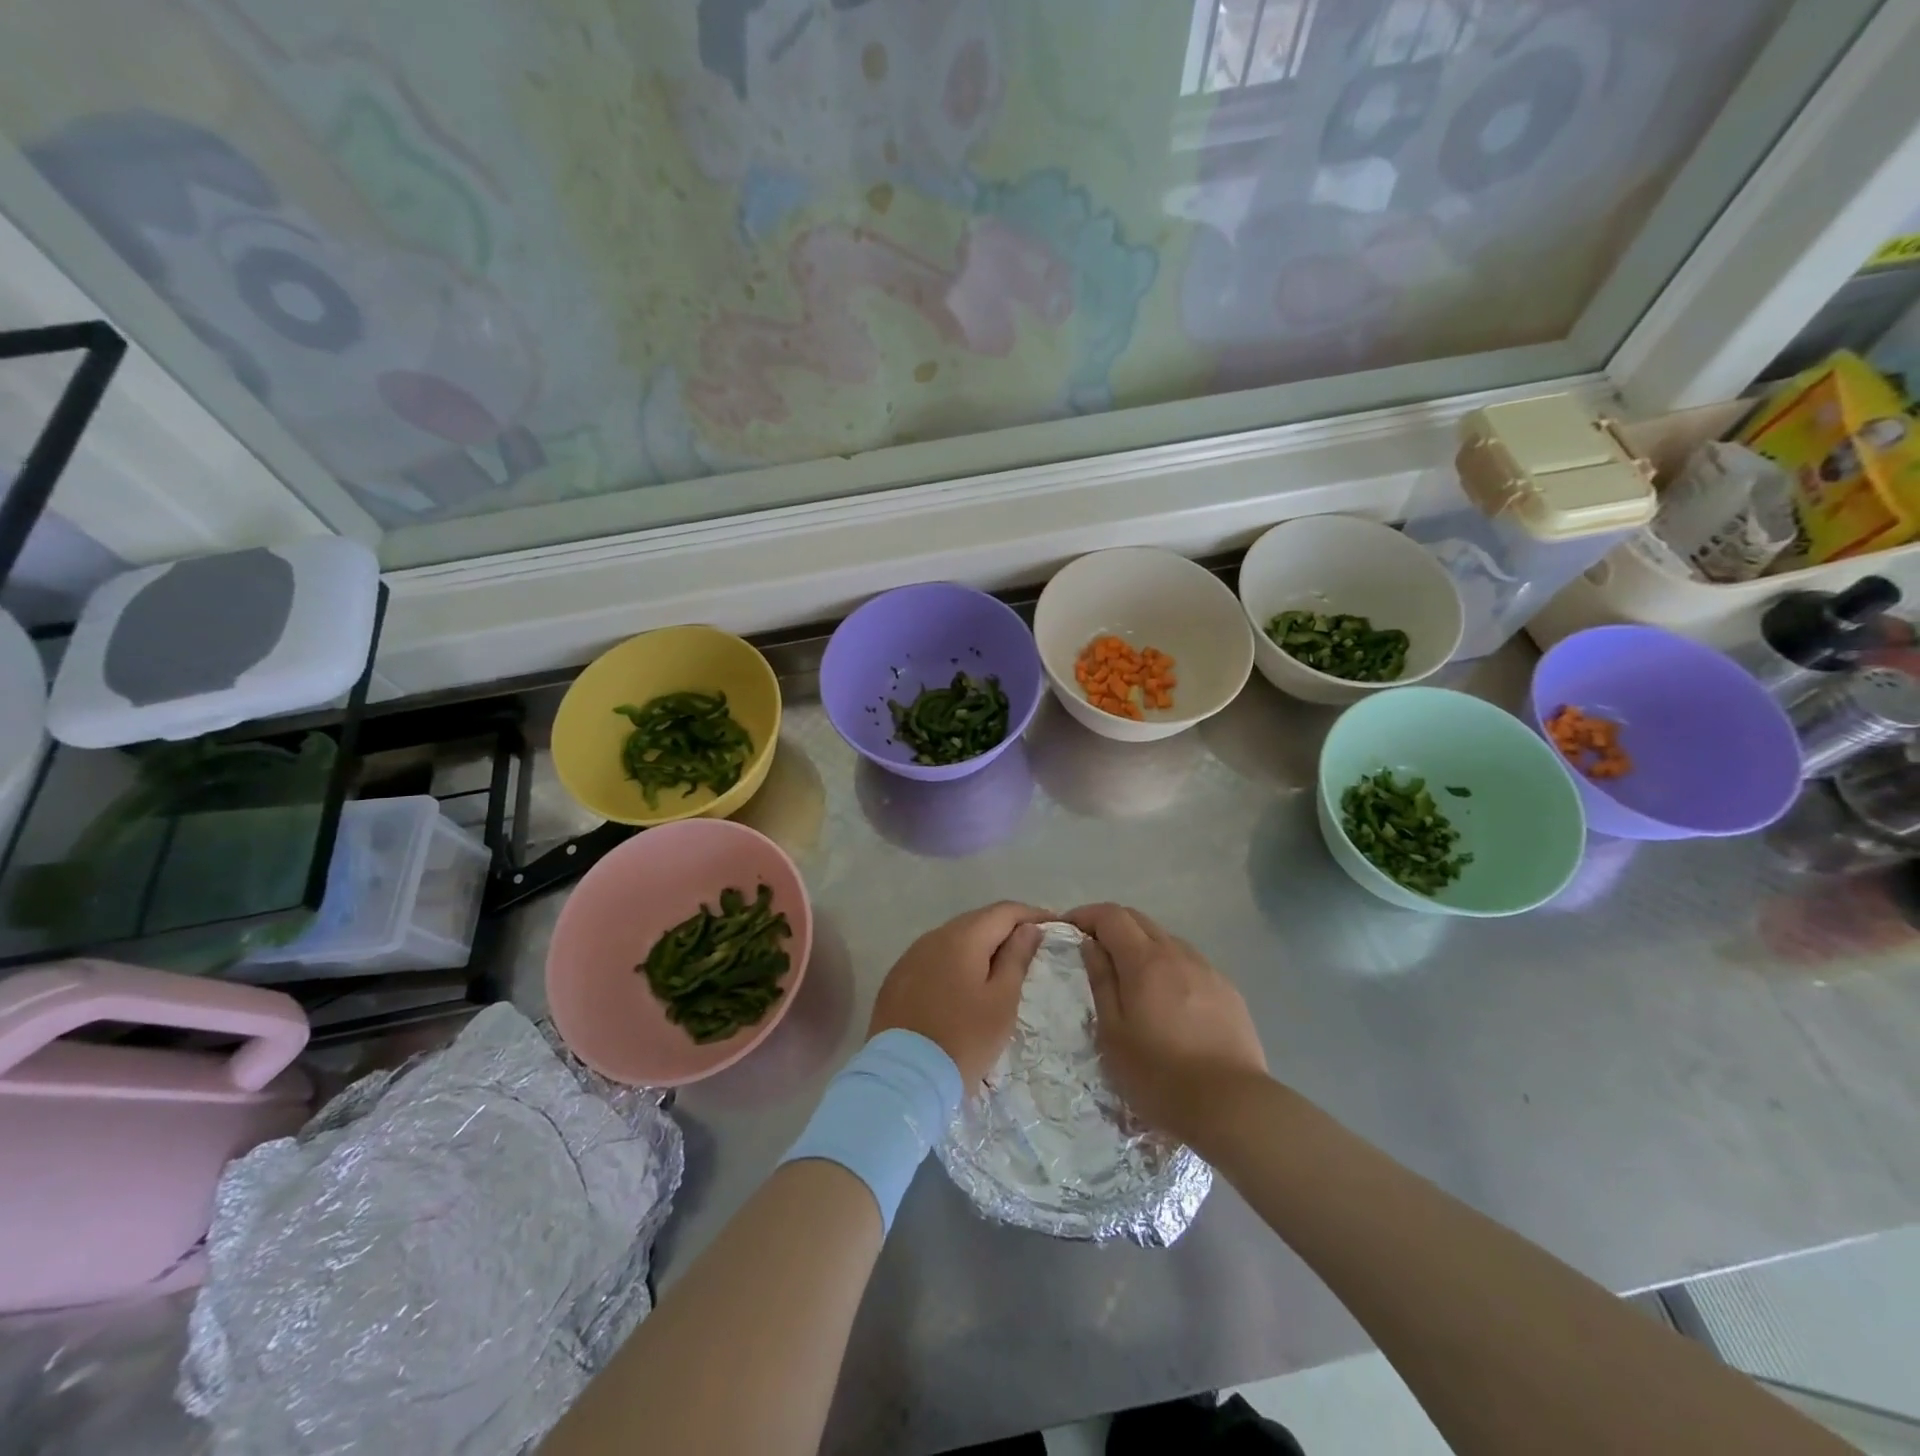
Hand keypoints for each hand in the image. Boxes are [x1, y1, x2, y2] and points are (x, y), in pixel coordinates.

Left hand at [870, 902, 1049, 1087]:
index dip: (1031, 915)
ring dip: (979, 947)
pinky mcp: (897, 979)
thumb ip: (1016, 958)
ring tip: (1000, 967)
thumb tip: (1028, 928)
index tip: (1053, 926)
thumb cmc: (964, 1039)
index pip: (1003, 911)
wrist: (904, 1077)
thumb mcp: (1001, 1001)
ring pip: (953, 940)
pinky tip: (964, 983)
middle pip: (977, 921)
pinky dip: (955, 963)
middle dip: (1006, 929)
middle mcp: (933, 937)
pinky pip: (934, 959)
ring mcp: (910, 957)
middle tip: (1031, 947)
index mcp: (962, 937)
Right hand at [1069, 903, 1267, 1144]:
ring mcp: (1208, 970)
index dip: (1086, 914)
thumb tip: (1090, 945)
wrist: (1232, 1105)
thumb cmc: (1159, 1075)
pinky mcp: (1228, 990)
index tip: (1068, 928)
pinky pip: (1190, 963)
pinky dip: (1169, 966)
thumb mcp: (1113, 1033)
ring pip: (1167, 940)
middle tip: (1093, 950)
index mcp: (1145, 960)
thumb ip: (1101, 982)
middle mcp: (1178, 953)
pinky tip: (1168, 1000)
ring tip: (1130, 978)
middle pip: (1139, 919)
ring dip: (1142, 946)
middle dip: (1111, 925)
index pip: (1111, 915)